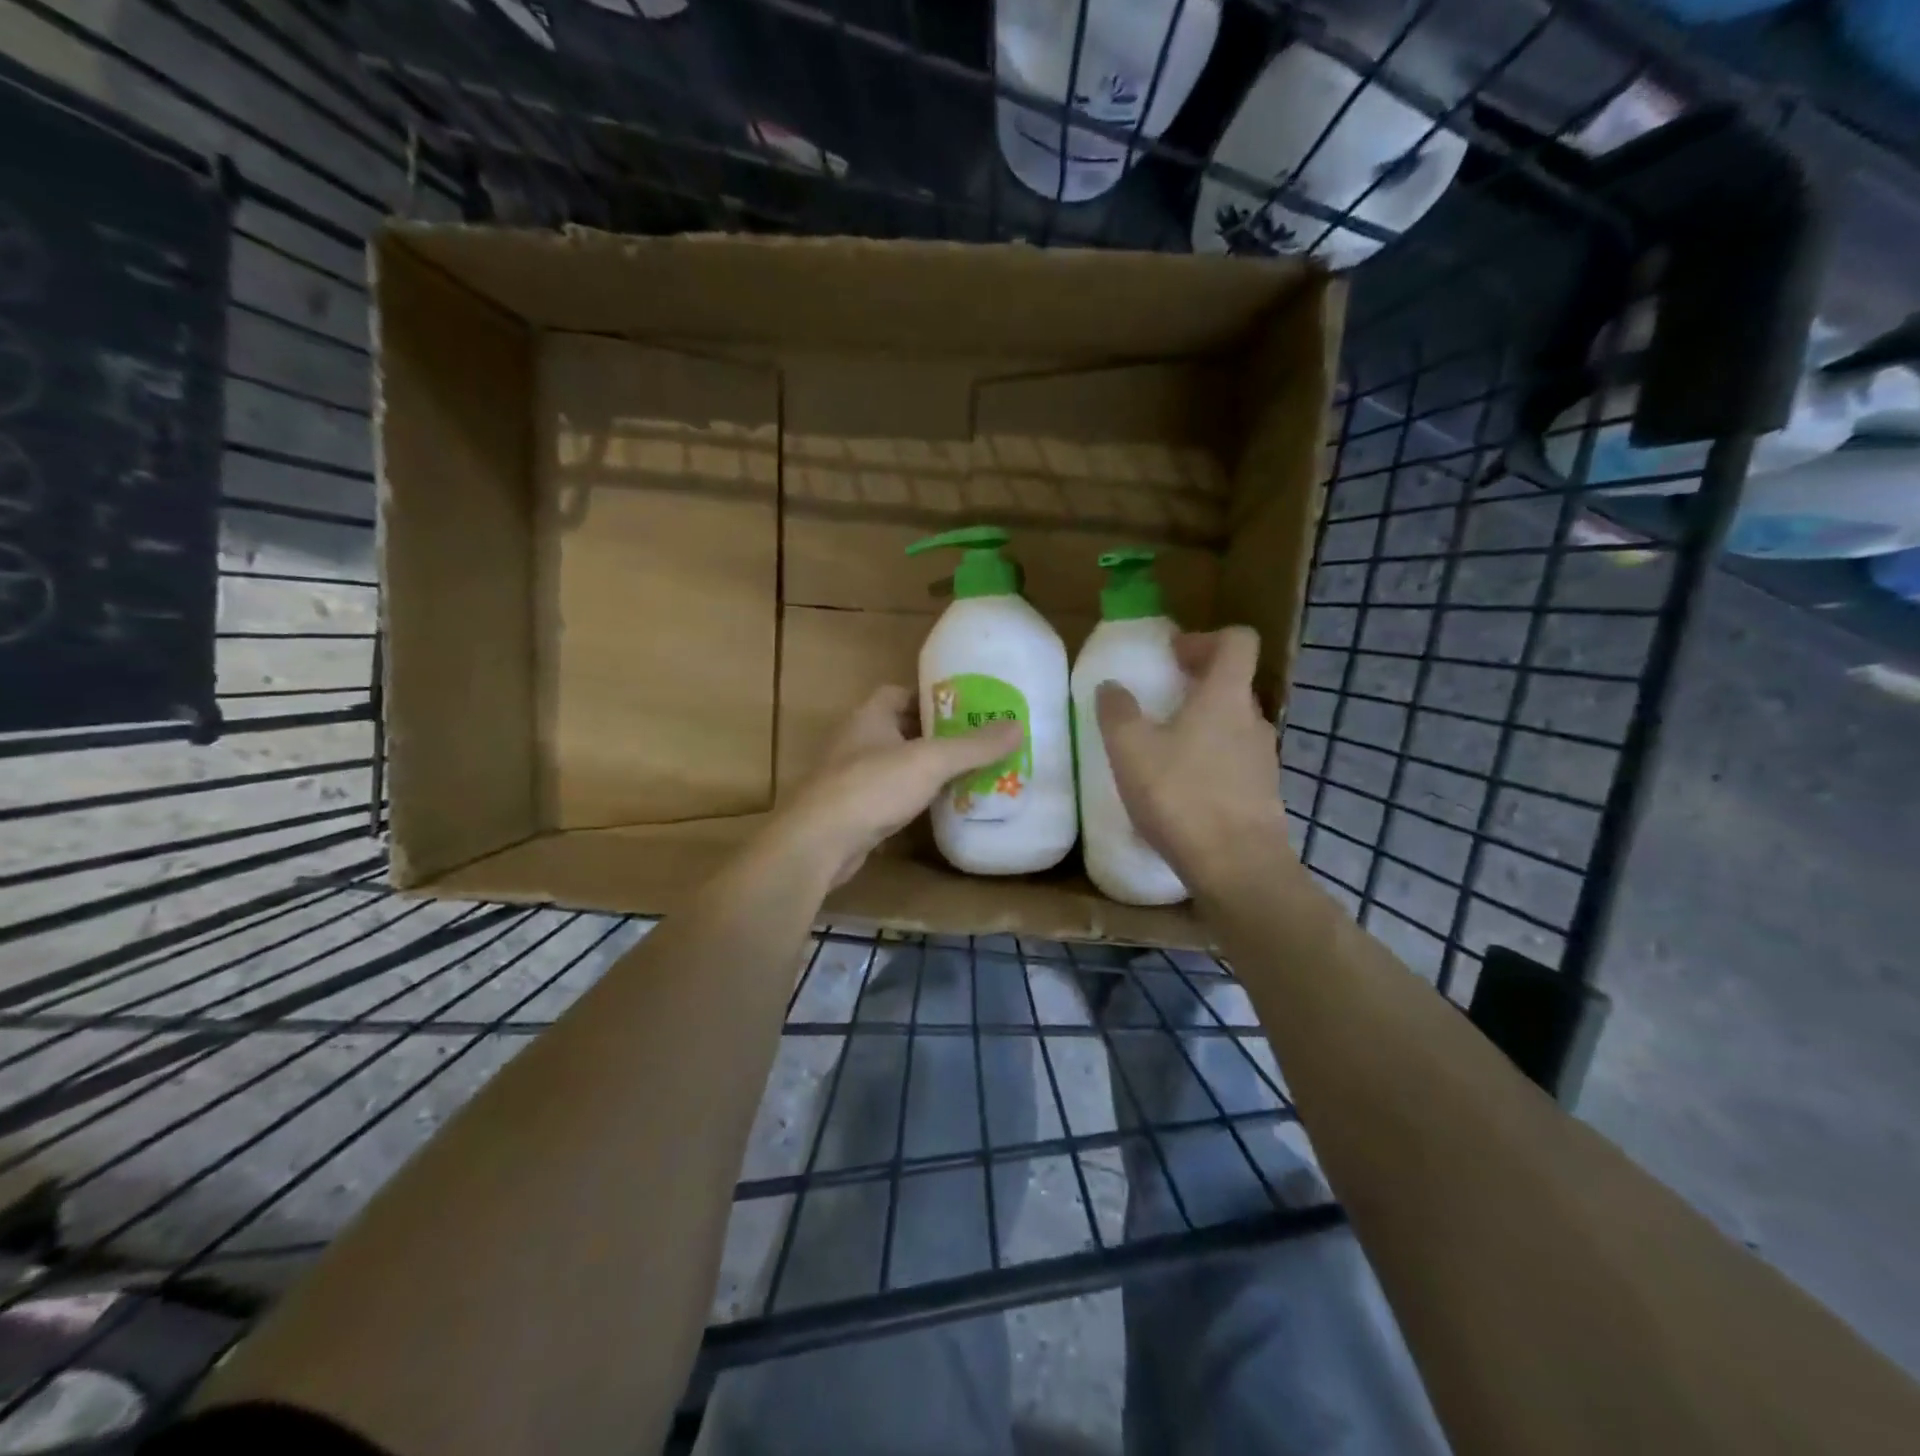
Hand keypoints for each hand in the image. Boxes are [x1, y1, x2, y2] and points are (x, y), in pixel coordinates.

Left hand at [778, 686, 1022, 887]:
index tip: (962, 708)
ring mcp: (850, 777)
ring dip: (923, 769)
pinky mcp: (851, 811)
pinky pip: (888, 797)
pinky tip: (937, 809)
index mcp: (869, 716)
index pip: (898, 693)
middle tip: (973, 743)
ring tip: (964, 775)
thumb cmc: (872, 787)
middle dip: (933, 735)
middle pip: (899, 729)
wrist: (819, 842)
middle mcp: (856, 741)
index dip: (929, 698)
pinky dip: (911, 799)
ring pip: (894, 765)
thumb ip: (973, 746)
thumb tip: (1017, 725)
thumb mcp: (930, 761)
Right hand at [1095, 627, 1290, 890]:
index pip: (1238, 641)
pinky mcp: (1264, 794)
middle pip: (1234, 683)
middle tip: (1162, 700)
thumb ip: (1118, 712)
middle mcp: (1253, 720)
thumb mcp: (1131, 750)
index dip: (1205, 639)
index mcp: (1225, 696)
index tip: (1173, 656)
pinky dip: (1212, 761)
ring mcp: (1265, 759)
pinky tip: (1184, 789)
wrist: (1237, 867)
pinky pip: (1237, 761)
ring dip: (1205, 725)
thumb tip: (1112, 687)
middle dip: (1199, 683)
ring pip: (1235, 725)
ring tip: (1168, 748)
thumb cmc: (1181, 796)